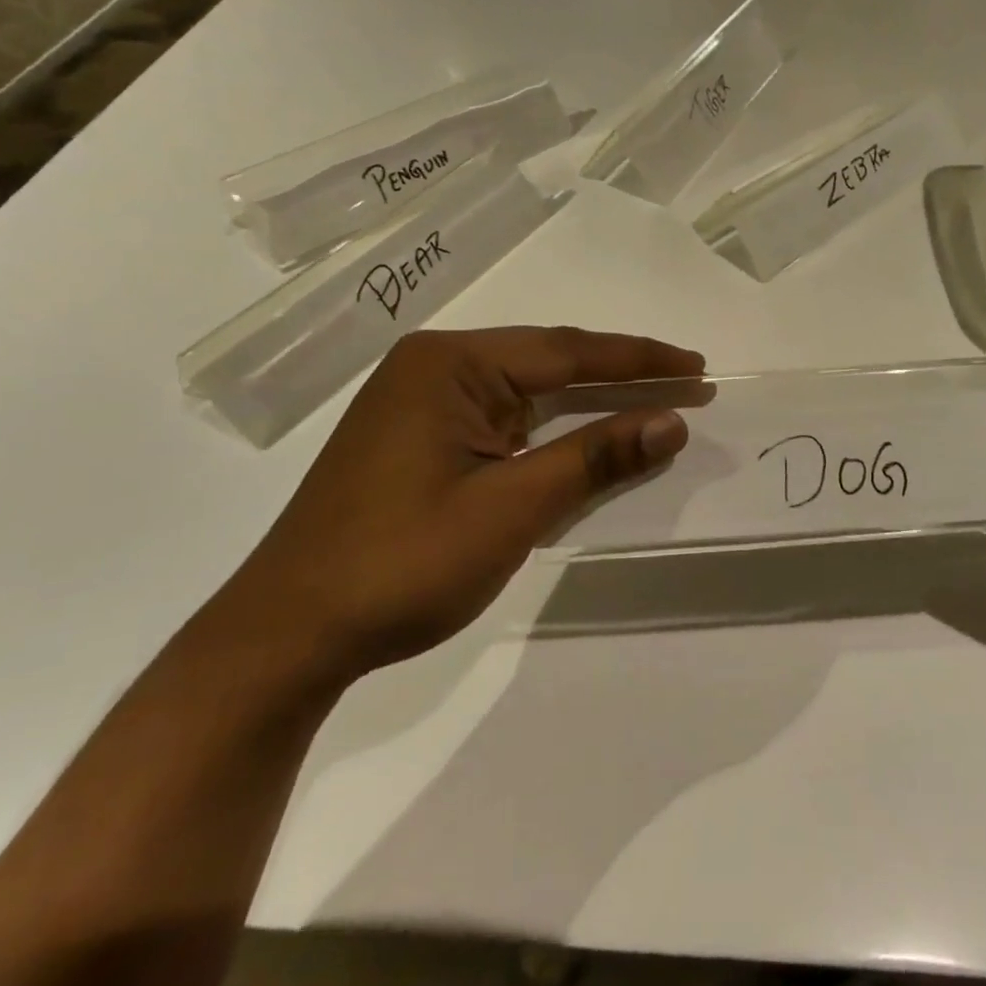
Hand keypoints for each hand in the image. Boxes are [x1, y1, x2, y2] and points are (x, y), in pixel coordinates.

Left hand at [227, 327, 700, 679]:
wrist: (289, 635)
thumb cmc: (401, 564)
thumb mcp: (511, 508)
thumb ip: (595, 458)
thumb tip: (673, 421)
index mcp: (449, 364)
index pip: (566, 351)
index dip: (638, 359)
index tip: (697, 366)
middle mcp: (436, 369)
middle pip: (549, 363)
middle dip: (621, 376)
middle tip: (690, 381)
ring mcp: (425, 404)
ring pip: (529, 394)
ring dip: (590, 404)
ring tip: (655, 403)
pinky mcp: (423, 440)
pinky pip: (505, 422)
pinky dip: (553, 432)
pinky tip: (589, 439)